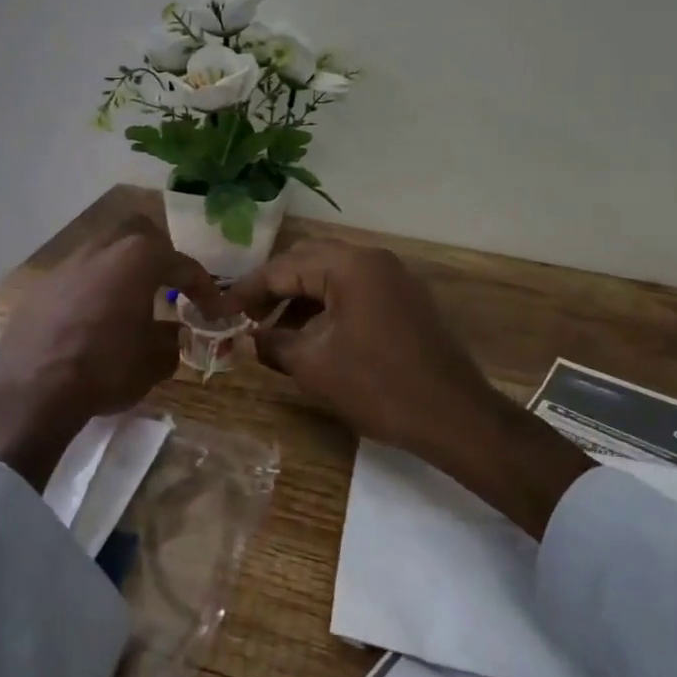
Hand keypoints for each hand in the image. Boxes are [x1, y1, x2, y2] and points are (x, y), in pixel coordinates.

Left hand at [0, 220, 222, 489]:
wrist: (31, 390)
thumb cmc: (104, 368)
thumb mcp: (153, 361)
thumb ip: (170, 340)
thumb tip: (171, 333)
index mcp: (137, 258)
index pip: (182, 264)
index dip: (203, 287)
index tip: (214, 309)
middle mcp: (101, 249)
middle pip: (139, 234)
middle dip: (159, 255)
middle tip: (169, 285)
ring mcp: (67, 264)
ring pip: (104, 251)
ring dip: (123, 270)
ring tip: (131, 302)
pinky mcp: (41, 286)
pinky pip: (78, 276)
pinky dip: (95, 289)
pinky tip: (95, 319)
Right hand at [225, 241, 593, 536]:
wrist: (455, 416)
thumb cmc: (378, 387)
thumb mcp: (314, 367)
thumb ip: (273, 344)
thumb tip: (247, 338)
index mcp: (349, 265)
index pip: (284, 267)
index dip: (248, 290)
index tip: (221, 310)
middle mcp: (373, 259)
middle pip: (309, 261)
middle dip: (274, 288)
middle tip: (246, 317)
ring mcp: (394, 277)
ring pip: (333, 276)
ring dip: (301, 299)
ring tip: (275, 332)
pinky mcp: (406, 299)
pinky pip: (356, 290)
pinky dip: (328, 306)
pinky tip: (312, 336)